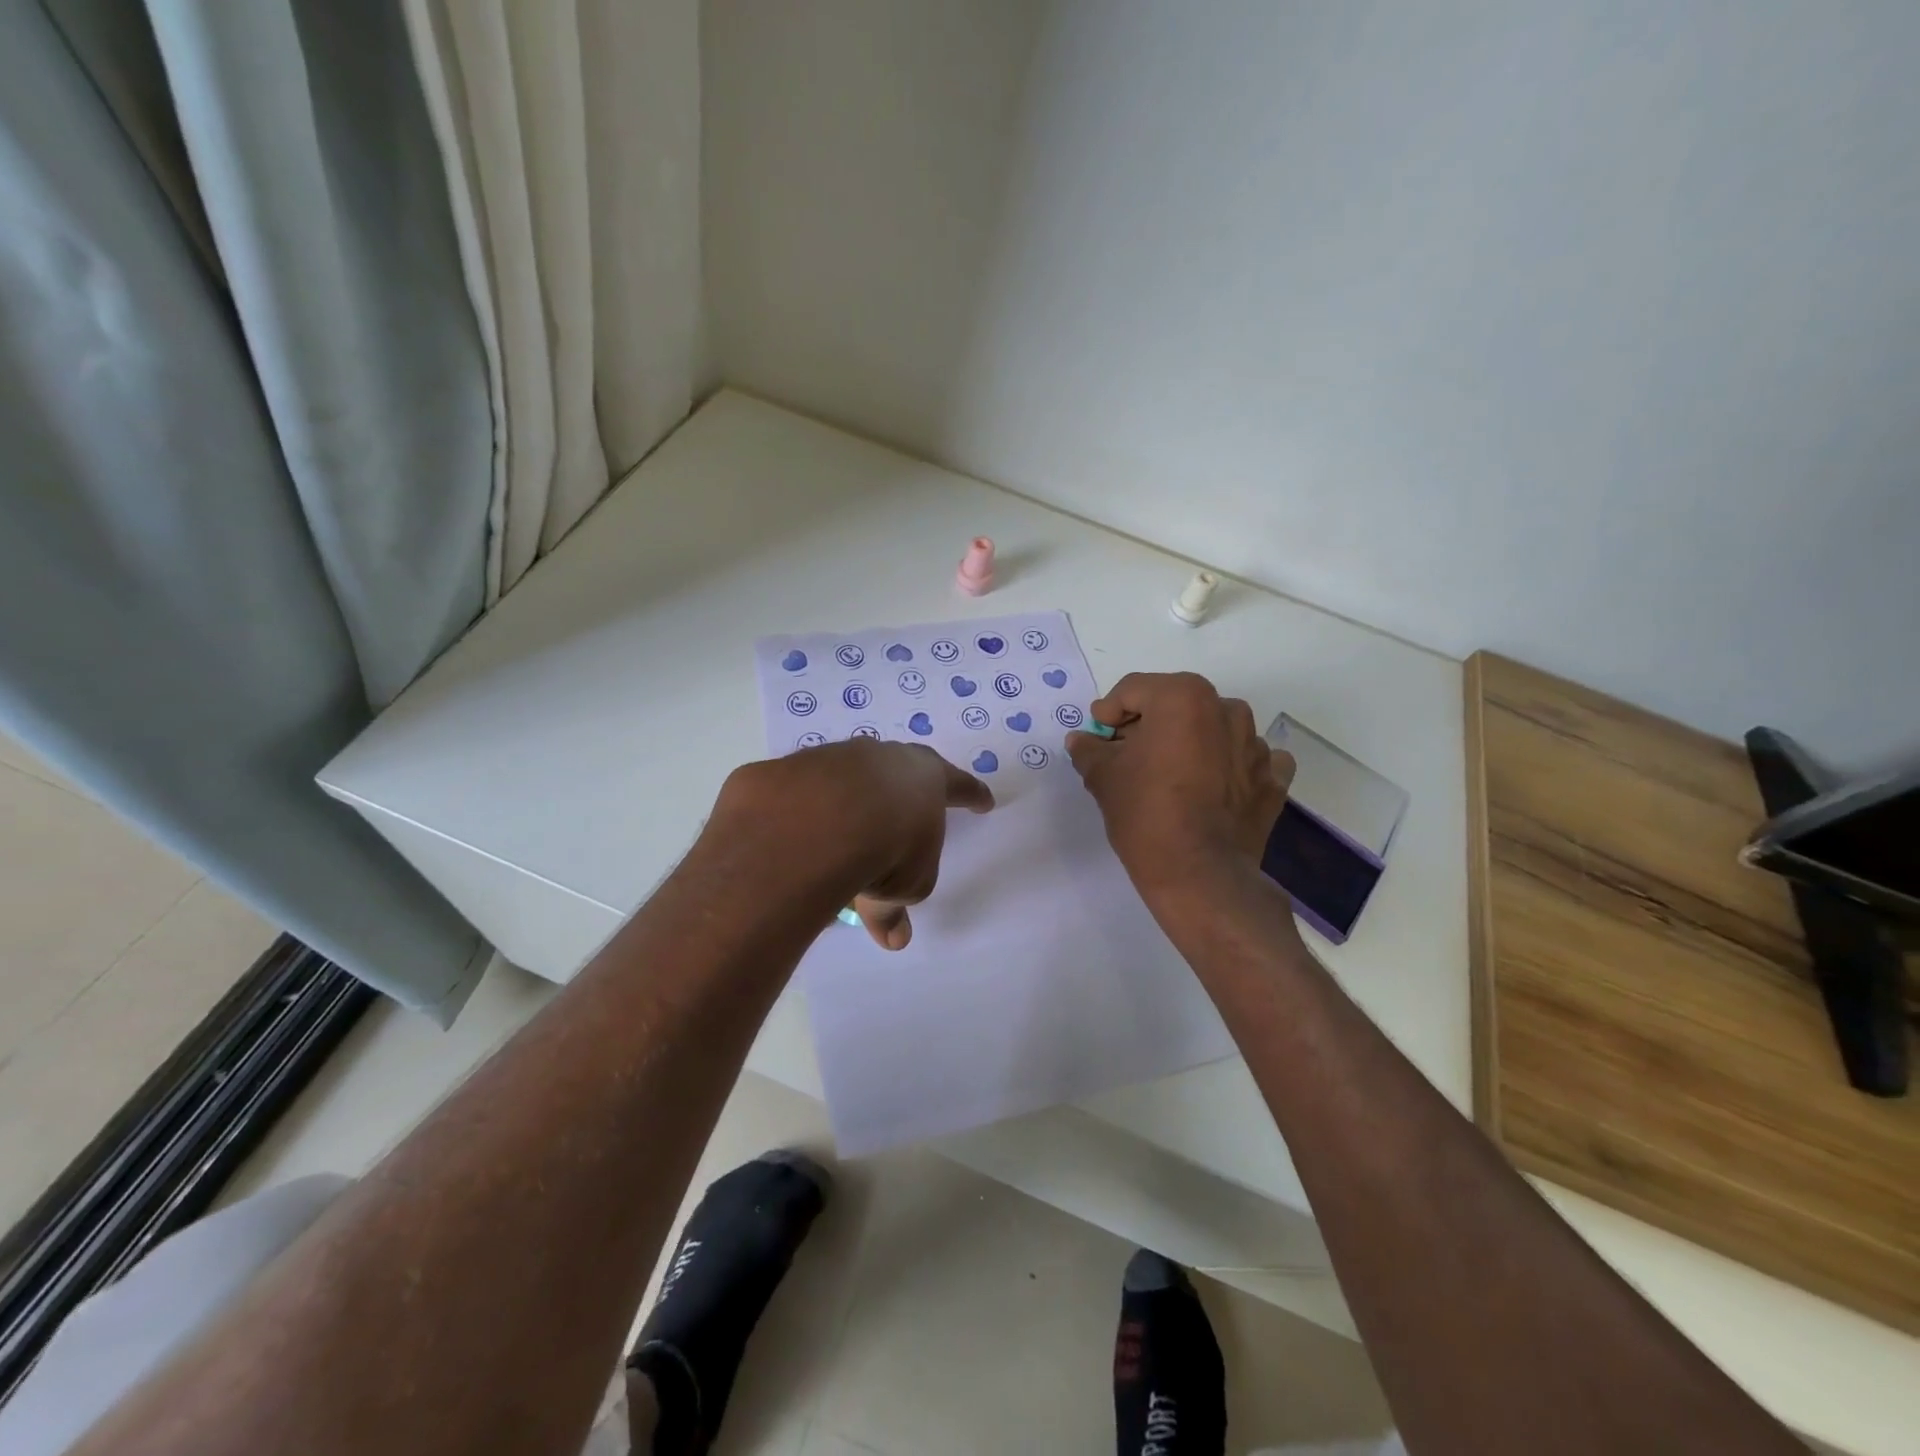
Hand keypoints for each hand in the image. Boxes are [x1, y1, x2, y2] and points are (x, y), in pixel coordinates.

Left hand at [712, 740, 993, 949]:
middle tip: (903, 811)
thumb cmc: (889, 847)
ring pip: (849, 778)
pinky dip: (808, 812)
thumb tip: (893, 938)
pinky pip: (805, 793)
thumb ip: (896, 907)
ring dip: (851, 802)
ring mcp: (836, 757)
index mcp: (927, 779)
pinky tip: (798, 836)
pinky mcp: (793, 770)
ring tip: (842, 835)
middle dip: (903, 792)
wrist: (819, 817)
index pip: (958, 785)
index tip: (984, 801)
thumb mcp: (905, 886)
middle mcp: (884, 758)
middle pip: (900, 770)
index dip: (972, 795)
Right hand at [1066, 672, 1293, 905]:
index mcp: (1183, 697)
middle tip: (1127, 756)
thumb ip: (1089, 750)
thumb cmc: (1145, 813)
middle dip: (1149, 725)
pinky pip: (1247, 759)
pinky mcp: (1273, 779)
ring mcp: (1257, 744)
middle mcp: (1226, 709)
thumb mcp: (1103, 777)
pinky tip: (1213, 788)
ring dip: (1191, 743)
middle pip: (1176, 705)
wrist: (1200, 875)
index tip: (1099, 738)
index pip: (1134, 690)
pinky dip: (1229, 766)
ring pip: (1213, 729)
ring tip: (1169, 776)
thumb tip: (1082, 740)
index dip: (1109, 712)